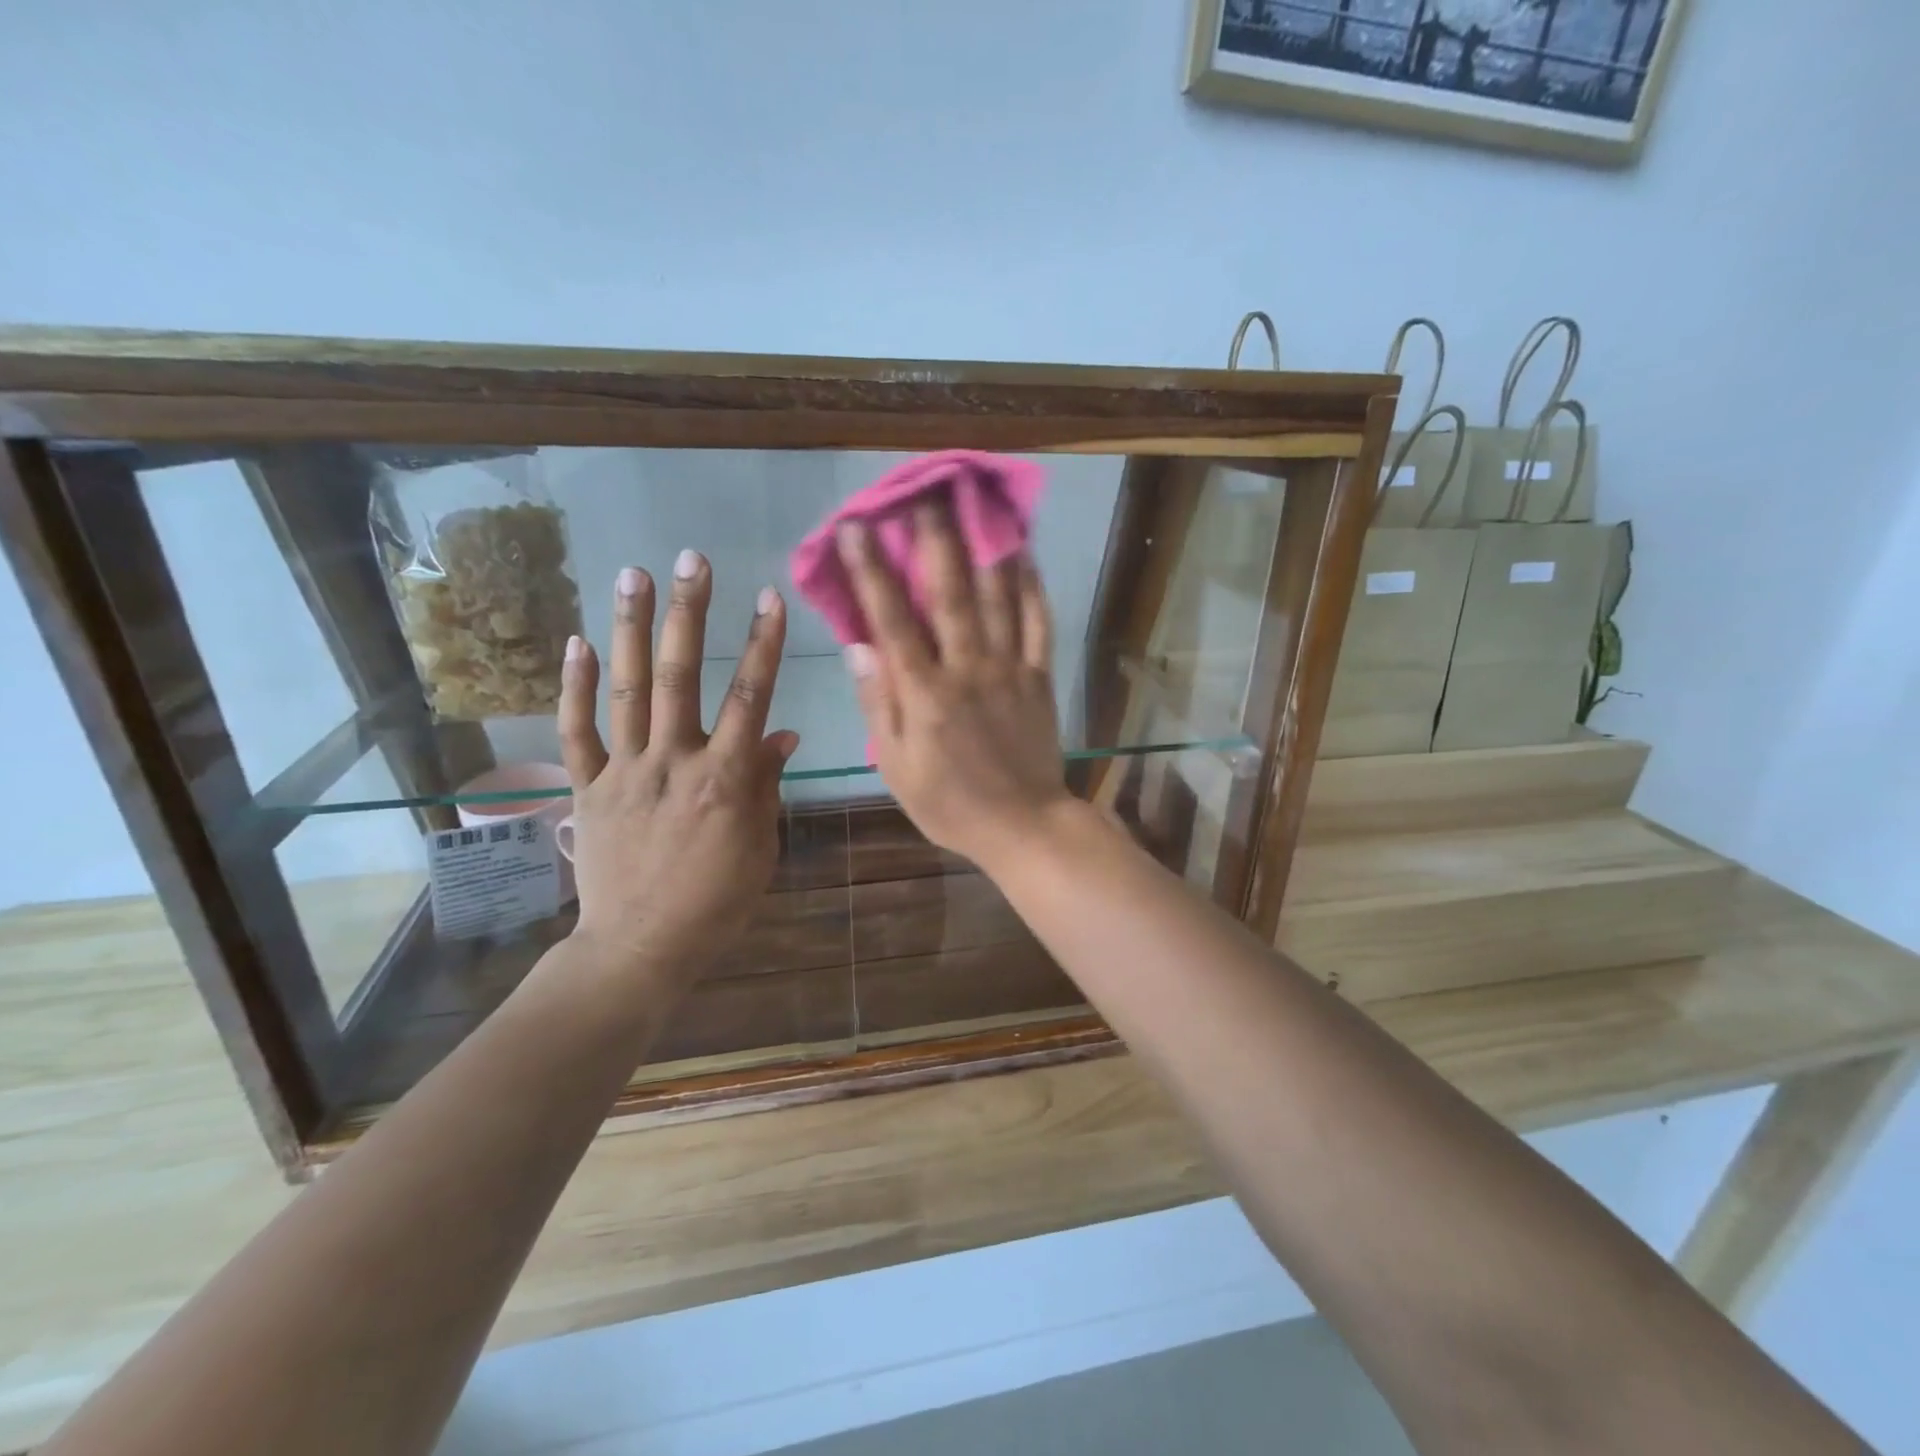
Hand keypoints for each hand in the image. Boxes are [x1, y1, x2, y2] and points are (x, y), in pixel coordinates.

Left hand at [555, 553, 798, 983]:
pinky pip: (577, 732)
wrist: (640, 948)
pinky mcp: (588, 789)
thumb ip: (767, 784)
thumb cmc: (716, 902)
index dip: (762, 644)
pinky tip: (576, 642)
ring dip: (628, 629)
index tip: (769, 597)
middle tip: (690, 559)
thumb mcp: (760, 846)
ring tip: (631, 574)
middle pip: (679, 676)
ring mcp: (624, 772)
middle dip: (687, 613)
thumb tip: (782, 731)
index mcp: (725, 780)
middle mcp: (673, 763)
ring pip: (625, 690)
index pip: (750, 698)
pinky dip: (573, 687)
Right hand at [836, 505, 1071, 870]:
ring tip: (976, 505)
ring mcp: (1009, 669)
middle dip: (935, 540)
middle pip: (950, 594)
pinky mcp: (1039, 677)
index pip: (893, 620)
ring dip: (984, 548)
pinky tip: (1026, 554)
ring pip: (997, 599)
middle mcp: (967, 669)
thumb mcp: (896, 767)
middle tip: (925, 494)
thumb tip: (858, 647)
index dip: (872, 571)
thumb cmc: (950, 803)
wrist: (1022, 825)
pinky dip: (1032, 587)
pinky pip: (1037, 624)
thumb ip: (879, 705)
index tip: (857, 527)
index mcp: (926, 693)